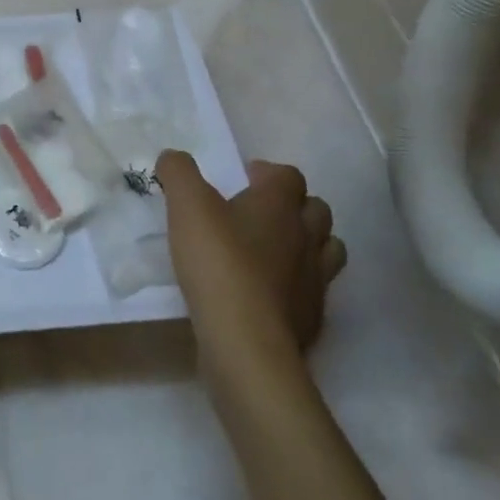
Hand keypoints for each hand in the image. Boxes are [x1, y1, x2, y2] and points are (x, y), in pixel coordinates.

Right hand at [158, 151, 345, 399]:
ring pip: (326, 251)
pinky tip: (269, 294)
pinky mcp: (312, 319)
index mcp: (279, 205)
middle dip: (292, 207)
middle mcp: (306, 237)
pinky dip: (297, 286)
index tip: (242, 180)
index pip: (288, 175)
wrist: (245, 342)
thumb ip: (179, 173)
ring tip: (270, 252)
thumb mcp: (186, 205)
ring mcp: (315, 281)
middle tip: (257, 214)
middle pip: (316, 210)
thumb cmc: (218, 262)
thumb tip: (173, 158)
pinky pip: (313, 292)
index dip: (267, 173)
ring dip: (305, 245)